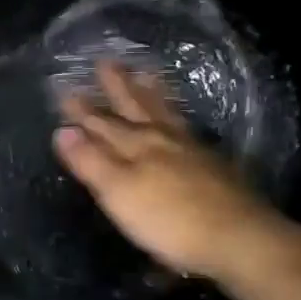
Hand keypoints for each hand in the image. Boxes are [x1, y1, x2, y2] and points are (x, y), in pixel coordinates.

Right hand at [53, 61, 300, 286]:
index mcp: (137, 146)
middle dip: (119, 87)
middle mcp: (164, 140)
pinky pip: (188, 129)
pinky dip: (178, 117)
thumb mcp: (119, 192)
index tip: (65, 89)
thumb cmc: (169, 220)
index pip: (102, 123)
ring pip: (166, 114)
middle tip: (107, 61)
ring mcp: (192, 151)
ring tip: (147, 72)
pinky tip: (180, 121)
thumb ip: (91, 161)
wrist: (237, 238)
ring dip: (152, 94)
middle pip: (136, 108)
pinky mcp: (214, 167)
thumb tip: (62, 130)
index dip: (83, 110)